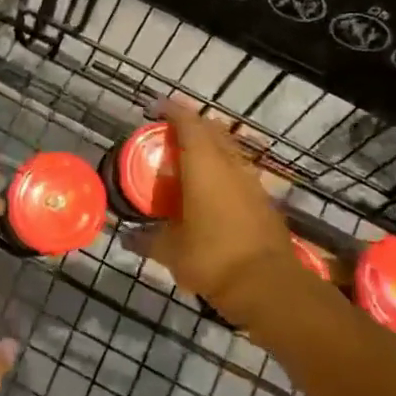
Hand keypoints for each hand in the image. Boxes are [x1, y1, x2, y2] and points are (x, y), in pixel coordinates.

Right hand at [143, 103, 307, 325]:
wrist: (269, 286)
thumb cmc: (212, 258)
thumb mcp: (170, 251)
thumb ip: (147, 239)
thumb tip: (127, 238)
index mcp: (204, 164)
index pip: (187, 122)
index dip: (171, 110)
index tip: (155, 109)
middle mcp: (230, 164)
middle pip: (212, 129)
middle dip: (191, 125)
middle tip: (169, 135)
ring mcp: (252, 180)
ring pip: (229, 149)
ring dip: (210, 147)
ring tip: (190, 161)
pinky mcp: (265, 200)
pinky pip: (240, 171)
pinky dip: (224, 170)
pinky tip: (213, 191)